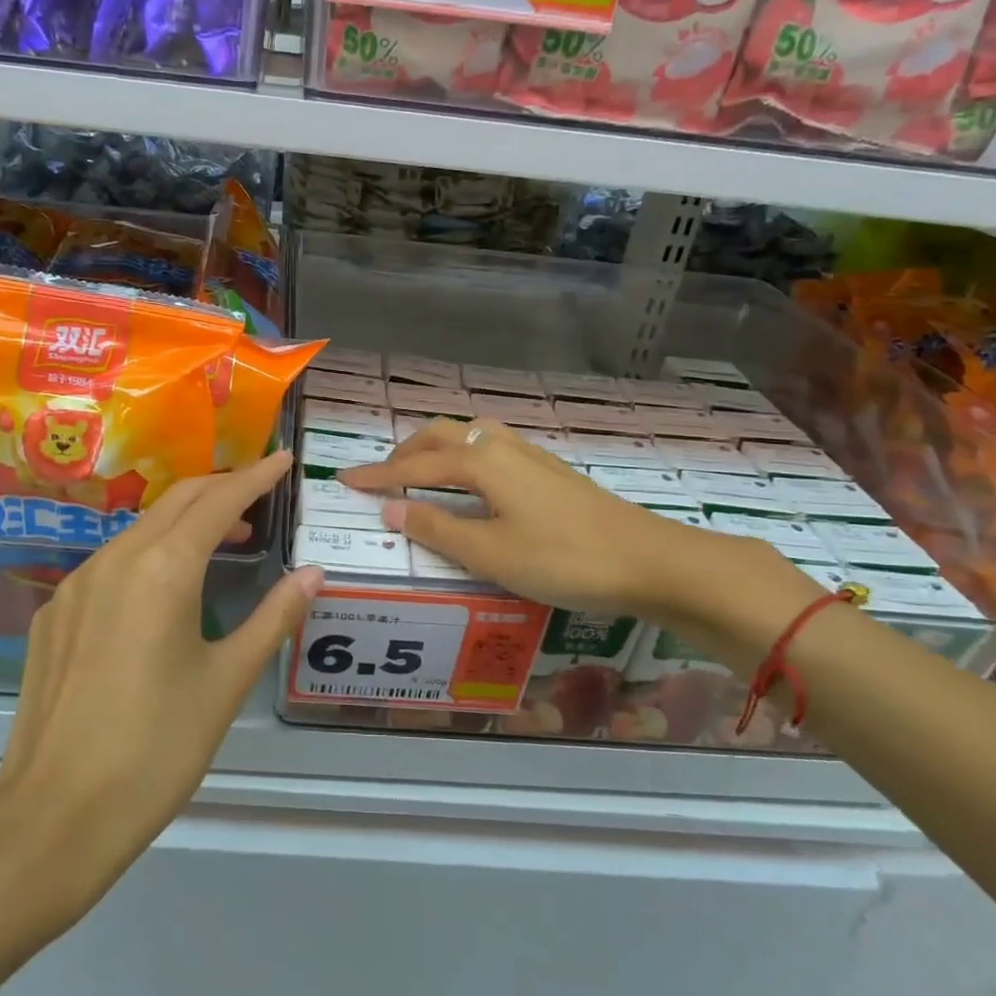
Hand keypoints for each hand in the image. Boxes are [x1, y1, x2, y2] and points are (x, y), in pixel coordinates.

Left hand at [0, 451, 321, 930]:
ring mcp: (77, 584)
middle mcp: (116, 559)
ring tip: (222, 540)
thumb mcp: (227, 682)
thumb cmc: (157, 748)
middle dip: (221, 488)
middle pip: (177, 501)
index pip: (219, 501)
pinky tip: (162, 589)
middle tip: (259, 494)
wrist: (53, 816)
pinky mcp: (53, 614)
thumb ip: (273, 618)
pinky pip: (110, 562)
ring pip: (141, 528)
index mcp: (164, 568)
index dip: (256, 476)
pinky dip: (149, 553)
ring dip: (185, 521)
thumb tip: (313, 573)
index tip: (283, 459)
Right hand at [340, 418, 814, 661]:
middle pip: (442, 435)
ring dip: (437, 449)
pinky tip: (474, 481)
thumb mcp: (491, 553)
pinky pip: (492, 448)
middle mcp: (503, 447)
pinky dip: (465, 456)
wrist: (648, 560)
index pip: (416, 465)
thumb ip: (437, 527)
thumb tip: (390, 506)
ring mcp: (531, 455)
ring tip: (421, 474)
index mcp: (482, 463)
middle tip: (381, 476)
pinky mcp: (551, 470)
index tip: (346, 480)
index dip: (379, 474)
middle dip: (406, 452)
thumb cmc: (563, 560)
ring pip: (470, 437)